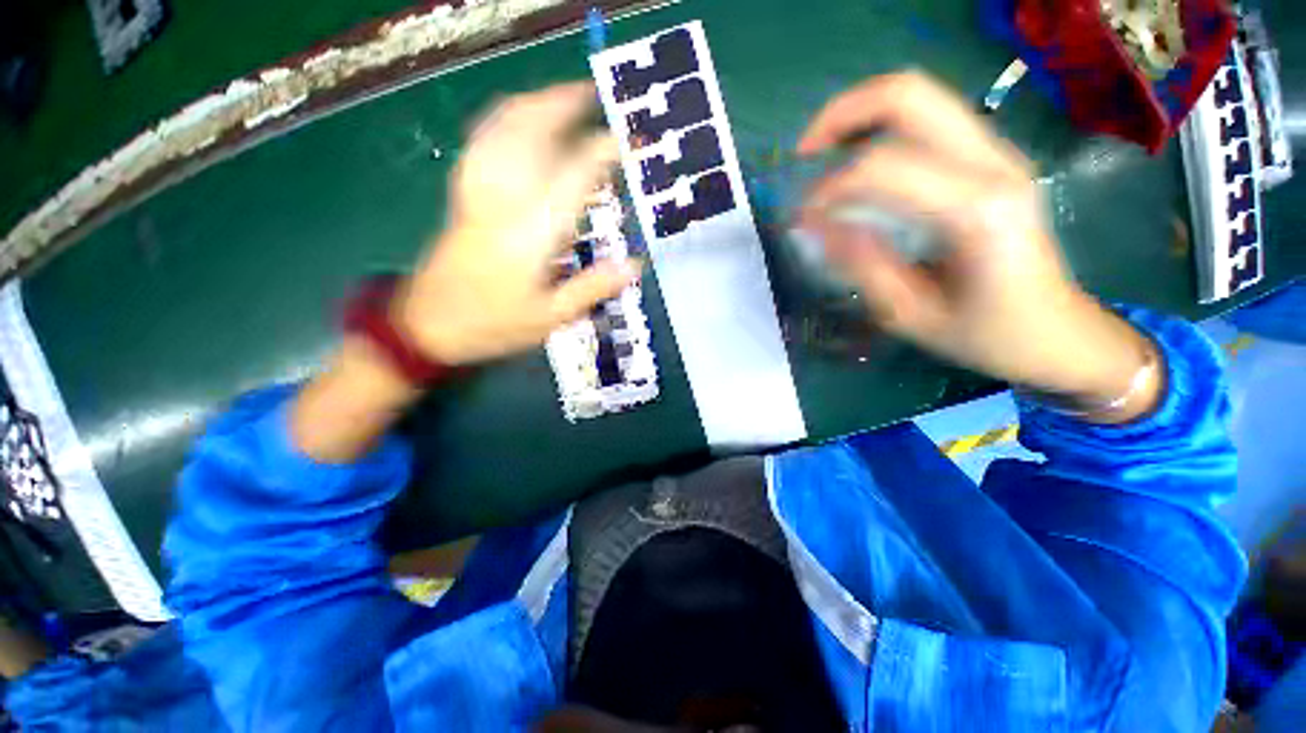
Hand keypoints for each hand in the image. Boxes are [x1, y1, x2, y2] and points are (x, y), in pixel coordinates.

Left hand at [395, 82, 640, 365]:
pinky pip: (481, 143)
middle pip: (530, 134)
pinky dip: (501, 121)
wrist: (426, 325)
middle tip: (591, 96)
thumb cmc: (493, 324)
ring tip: (559, 98)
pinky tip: (515, 120)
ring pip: (501, 131)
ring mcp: (478, 192)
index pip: (573, 175)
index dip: (602, 152)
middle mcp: (504, 200)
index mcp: (531, 232)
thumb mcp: (550, 317)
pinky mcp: (462, 196)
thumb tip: (635, 264)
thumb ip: (592, 287)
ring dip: (533, 105)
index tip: (626, 142)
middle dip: (562, 107)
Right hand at [797, 72, 1159, 421]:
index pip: (882, 168)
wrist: (1055, 330)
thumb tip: (816, 225)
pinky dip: (881, 128)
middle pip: (907, 95)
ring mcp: (998, 152)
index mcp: (976, 211)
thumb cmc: (983, 334)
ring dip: (858, 115)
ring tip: (824, 156)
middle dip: (840, 115)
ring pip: (917, 95)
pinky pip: (927, 118)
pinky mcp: (992, 156)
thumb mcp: (908, 314)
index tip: (804, 219)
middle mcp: (993, 164)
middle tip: (804, 155)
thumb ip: (861, 264)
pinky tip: (859, 162)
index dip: (829, 188)